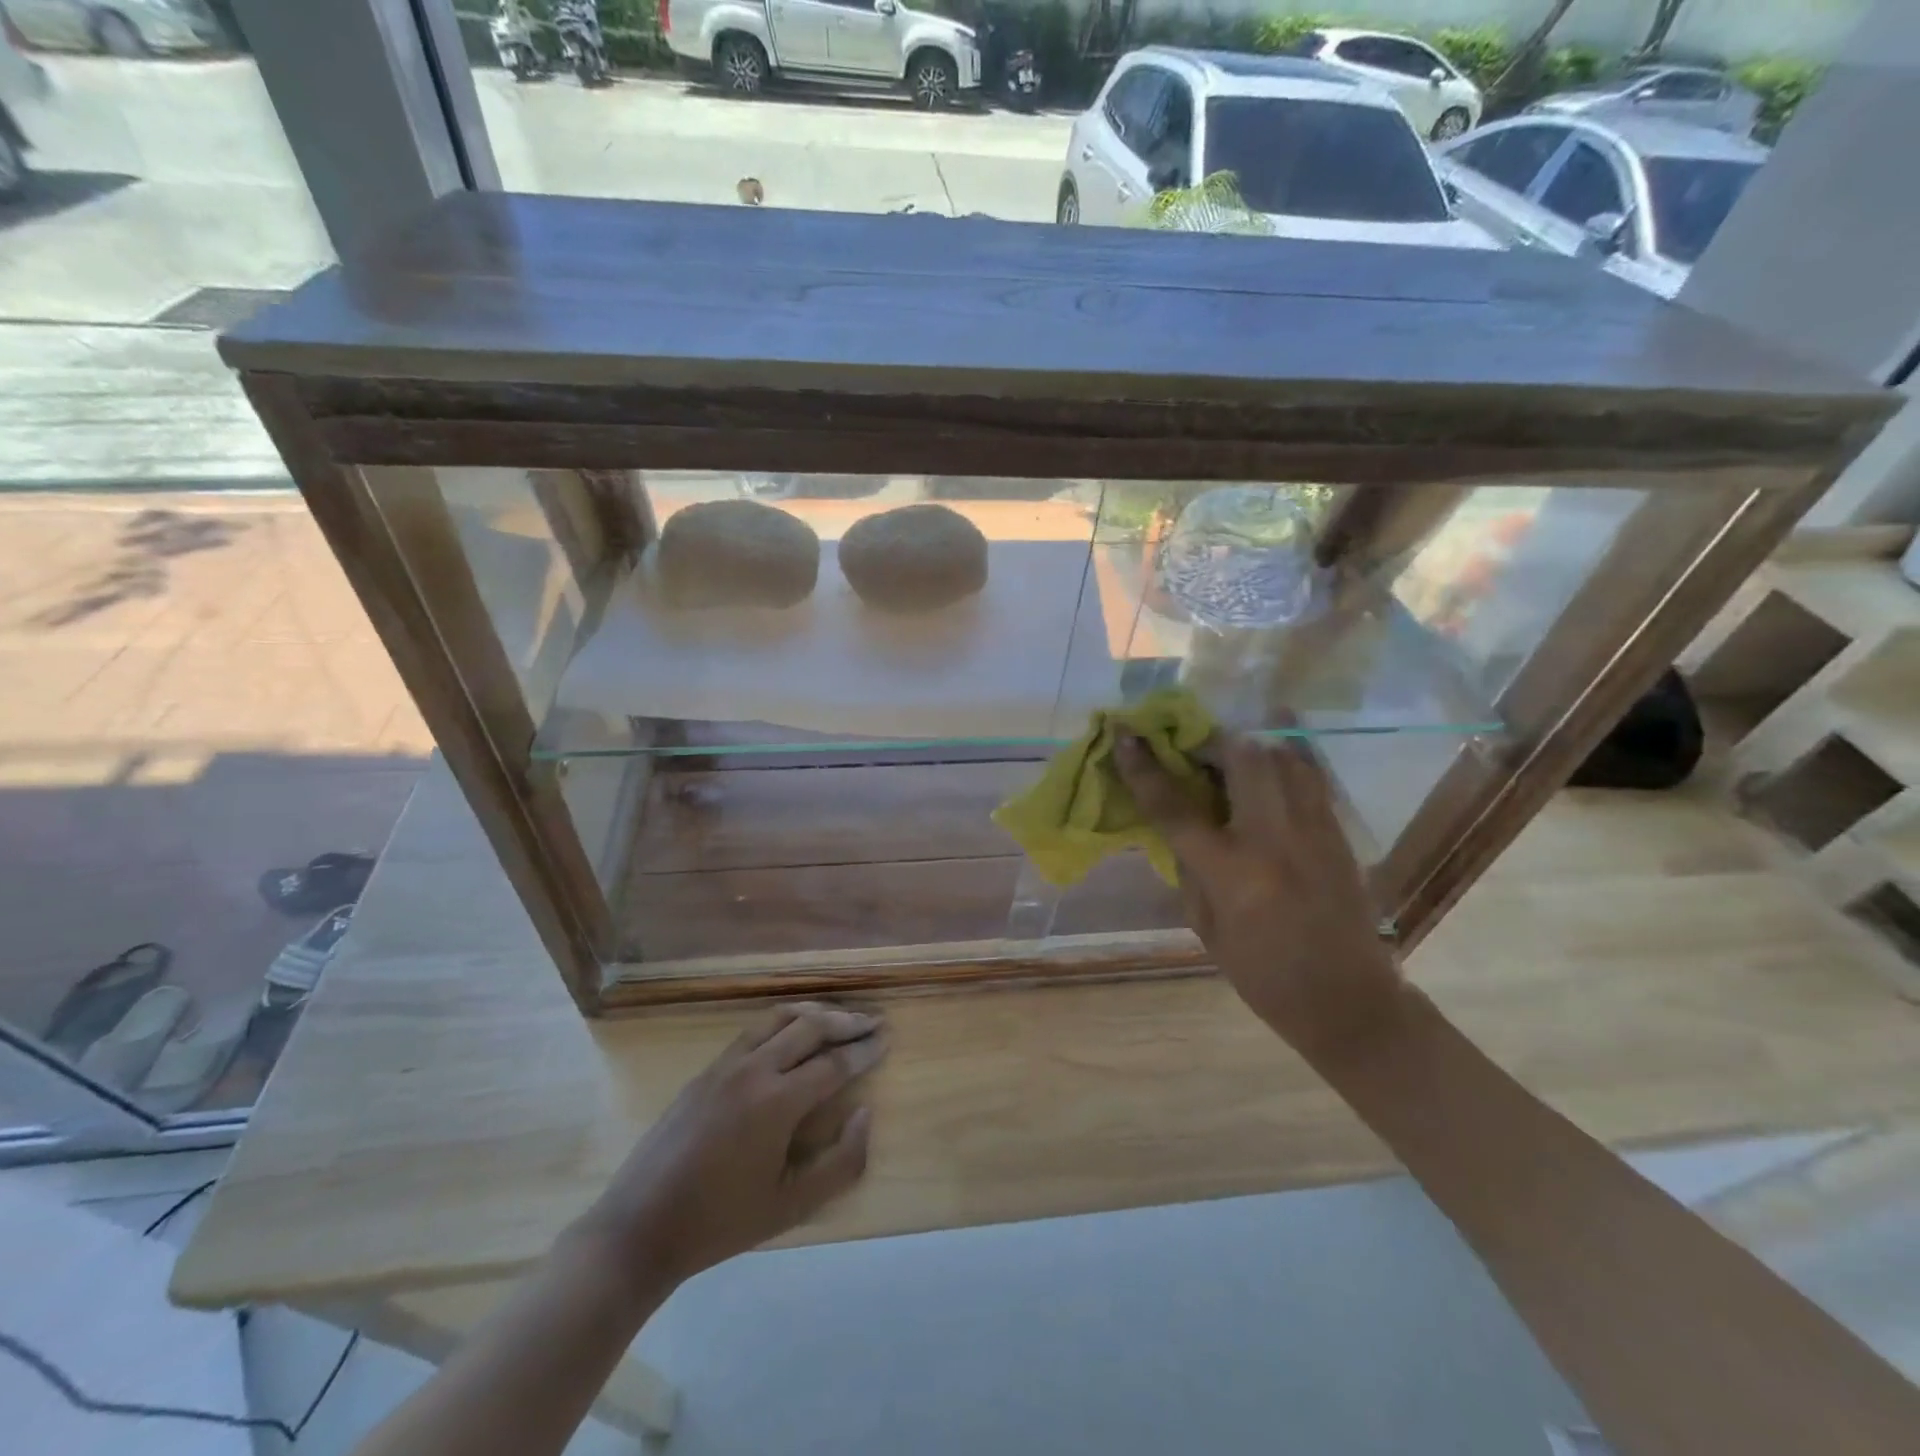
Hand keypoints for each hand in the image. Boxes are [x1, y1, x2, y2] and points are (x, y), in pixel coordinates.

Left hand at [580, 1003, 887, 1290]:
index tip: (887, 1037)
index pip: (834, 1062)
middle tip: (873, 1021)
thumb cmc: (721, 1223)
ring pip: (779, 1018)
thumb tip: (866, 1113)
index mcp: (777, 1102)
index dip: (865, 1050)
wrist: (640, 1227)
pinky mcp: (706, 1069)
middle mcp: (754, 1069)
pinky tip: (792, 1032)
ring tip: (839, 1018)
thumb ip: (840, 1162)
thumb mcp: (791, 1207)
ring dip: (815, 1013)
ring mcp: (726, 1065)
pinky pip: (754, 1030)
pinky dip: (783, 1021)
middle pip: (810, 1027)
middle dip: (847, 1021)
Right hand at [1115, 730, 1405, 1057]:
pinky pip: (1310, 775)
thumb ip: (1189, 868)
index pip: (1176, 807)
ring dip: (1248, 747)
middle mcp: (1274, 839)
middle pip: (1241, 758)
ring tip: (1229, 757)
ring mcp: (1313, 830)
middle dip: (1207, 742)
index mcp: (1232, 872)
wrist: (1348, 1000)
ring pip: (1282, 755)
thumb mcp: (1206, 927)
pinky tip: (1268, 766)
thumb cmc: (1263, 975)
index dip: (1144, 768)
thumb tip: (1180, 823)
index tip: (1126, 736)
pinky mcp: (1338, 831)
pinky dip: (1283, 761)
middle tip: (1189, 749)